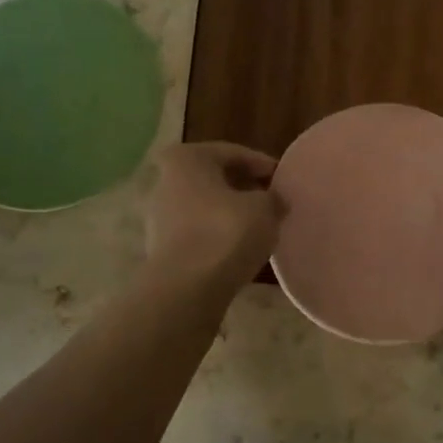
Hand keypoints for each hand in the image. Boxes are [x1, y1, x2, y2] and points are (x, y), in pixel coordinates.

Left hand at [144, 142, 284, 291]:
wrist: (186, 289)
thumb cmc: (226, 233)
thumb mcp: (265, 208)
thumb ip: (273, 198)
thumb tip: (275, 200)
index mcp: (186, 159)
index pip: (233, 153)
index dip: (263, 165)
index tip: (283, 180)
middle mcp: (165, 182)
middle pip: (215, 179)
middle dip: (245, 189)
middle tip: (273, 202)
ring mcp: (159, 217)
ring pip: (206, 208)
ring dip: (231, 214)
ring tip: (260, 228)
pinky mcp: (162, 248)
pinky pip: (199, 233)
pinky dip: (219, 236)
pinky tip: (240, 249)